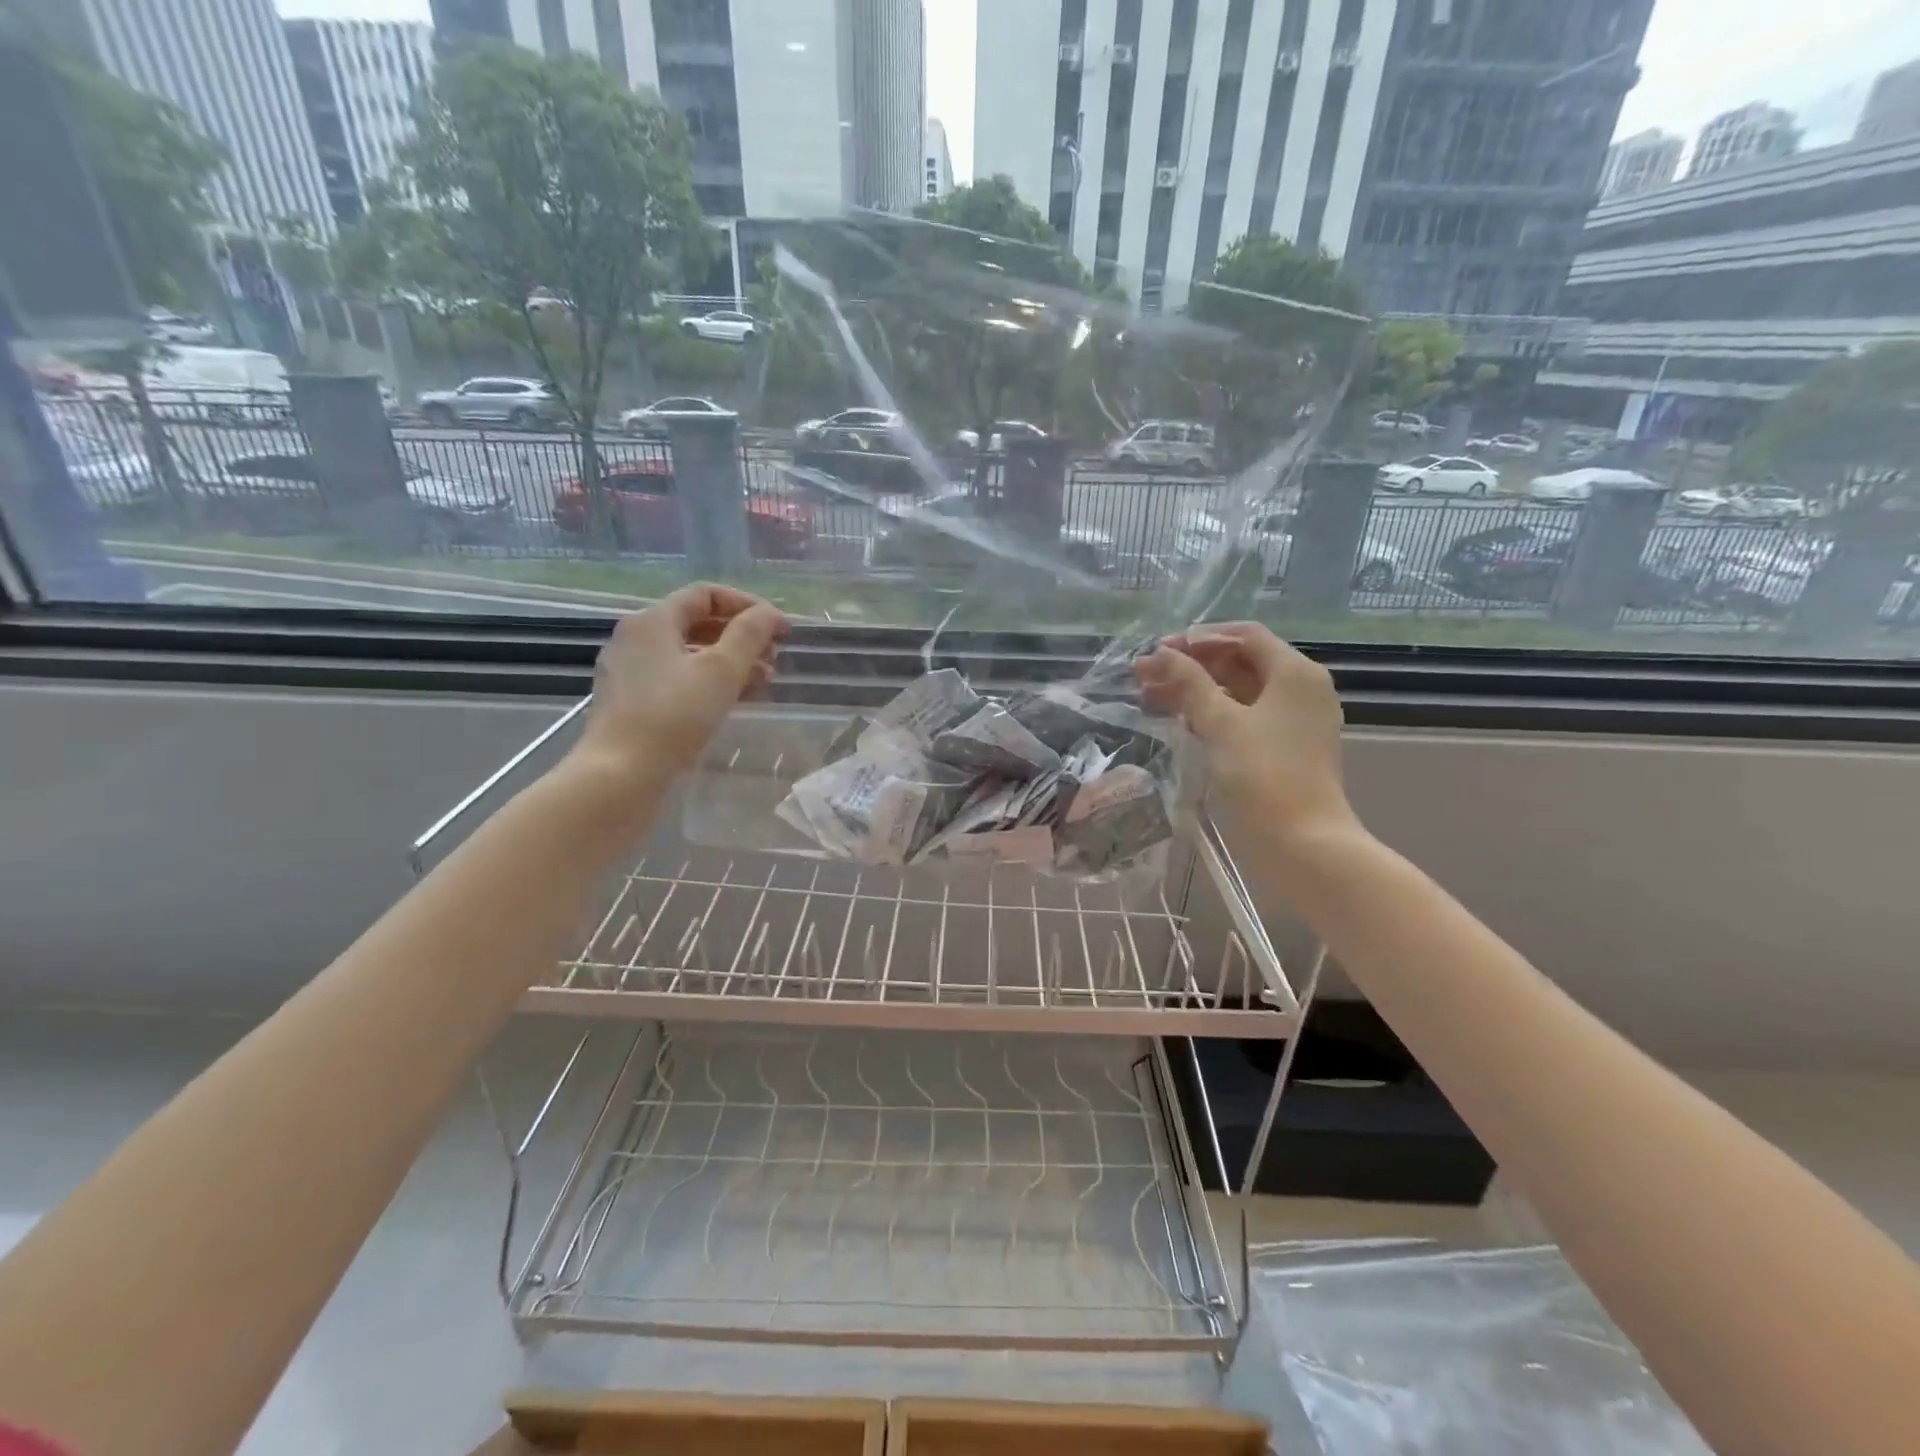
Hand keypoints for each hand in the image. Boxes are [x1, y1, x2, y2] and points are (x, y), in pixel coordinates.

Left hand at [576, 584, 786, 775]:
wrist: (620, 775)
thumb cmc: (673, 716)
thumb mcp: (721, 671)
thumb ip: (749, 635)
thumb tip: (770, 614)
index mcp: (652, 620)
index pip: (706, 594)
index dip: (748, 605)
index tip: (780, 629)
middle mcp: (636, 638)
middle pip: (697, 623)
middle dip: (741, 636)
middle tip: (774, 657)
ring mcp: (630, 672)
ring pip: (689, 653)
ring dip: (729, 661)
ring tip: (763, 682)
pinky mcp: (631, 703)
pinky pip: (677, 679)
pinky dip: (709, 682)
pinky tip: (733, 701)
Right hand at [1135, 623, 1357, 844]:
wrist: (1302, 844)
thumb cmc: (1263, 775)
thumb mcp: (1220, 723)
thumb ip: (1188, 683)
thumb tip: (1158, 654)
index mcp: (1295, 673)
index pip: (1245, 635)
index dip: (1200, 638)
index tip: (1160, 651)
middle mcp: (1300, 689)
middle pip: (1241, 662)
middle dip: (1192, 666)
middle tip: (1146, 677)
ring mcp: (1294, 721)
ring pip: (1239, 692)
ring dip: (1197, 691)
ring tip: (1151, 700)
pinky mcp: (1284, 748)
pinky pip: (1245, 718)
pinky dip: (1213, 714)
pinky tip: (1180, 722)